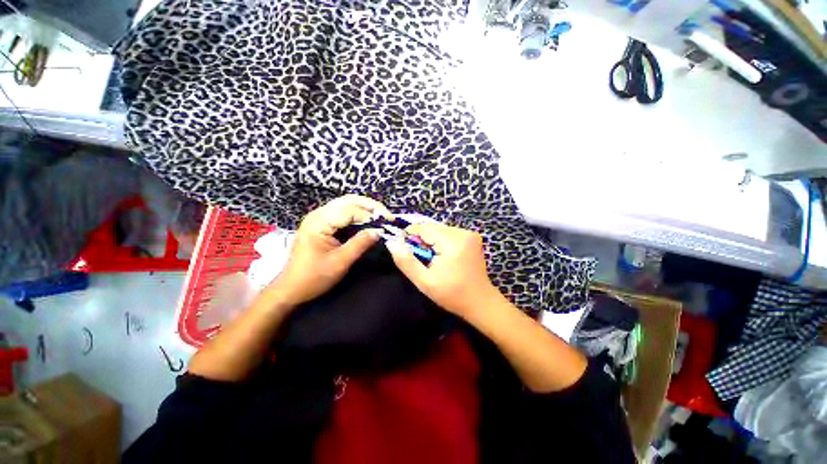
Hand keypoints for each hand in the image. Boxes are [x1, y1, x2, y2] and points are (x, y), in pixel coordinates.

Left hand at [269, 194, 390, 306]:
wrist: (292, 288)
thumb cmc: (314, 278)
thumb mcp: (340, 262)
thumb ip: (360, 244)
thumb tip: (379, 231)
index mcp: (319, 222)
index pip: (350, 210)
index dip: (371, 214)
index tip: (388, 222)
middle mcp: (318, 214)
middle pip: (348, 201)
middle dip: (370, 206)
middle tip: (387, 216)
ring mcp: (319, 217)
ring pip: (346, 204)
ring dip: (365, 208)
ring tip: (381, 216)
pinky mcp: (322, 223)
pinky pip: (343, 212)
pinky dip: (358, 214)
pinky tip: (368, 220)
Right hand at [385, 223, 501, 317]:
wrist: (480, 302)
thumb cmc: (452, 294)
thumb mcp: (425, 282)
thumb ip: (407, 262)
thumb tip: (392, 243)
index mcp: (452, 243)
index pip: (424, 228)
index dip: (410, 234)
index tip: (404, 247)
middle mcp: (463, 233)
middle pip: (433, 227)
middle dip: (422, 239)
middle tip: (419, 257)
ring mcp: (470, 234)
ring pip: (441, 229)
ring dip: (432, 239)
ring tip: (431, 257)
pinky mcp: (473, 237)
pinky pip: (450, 233)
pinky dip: (442, 241)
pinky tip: (443, 255)